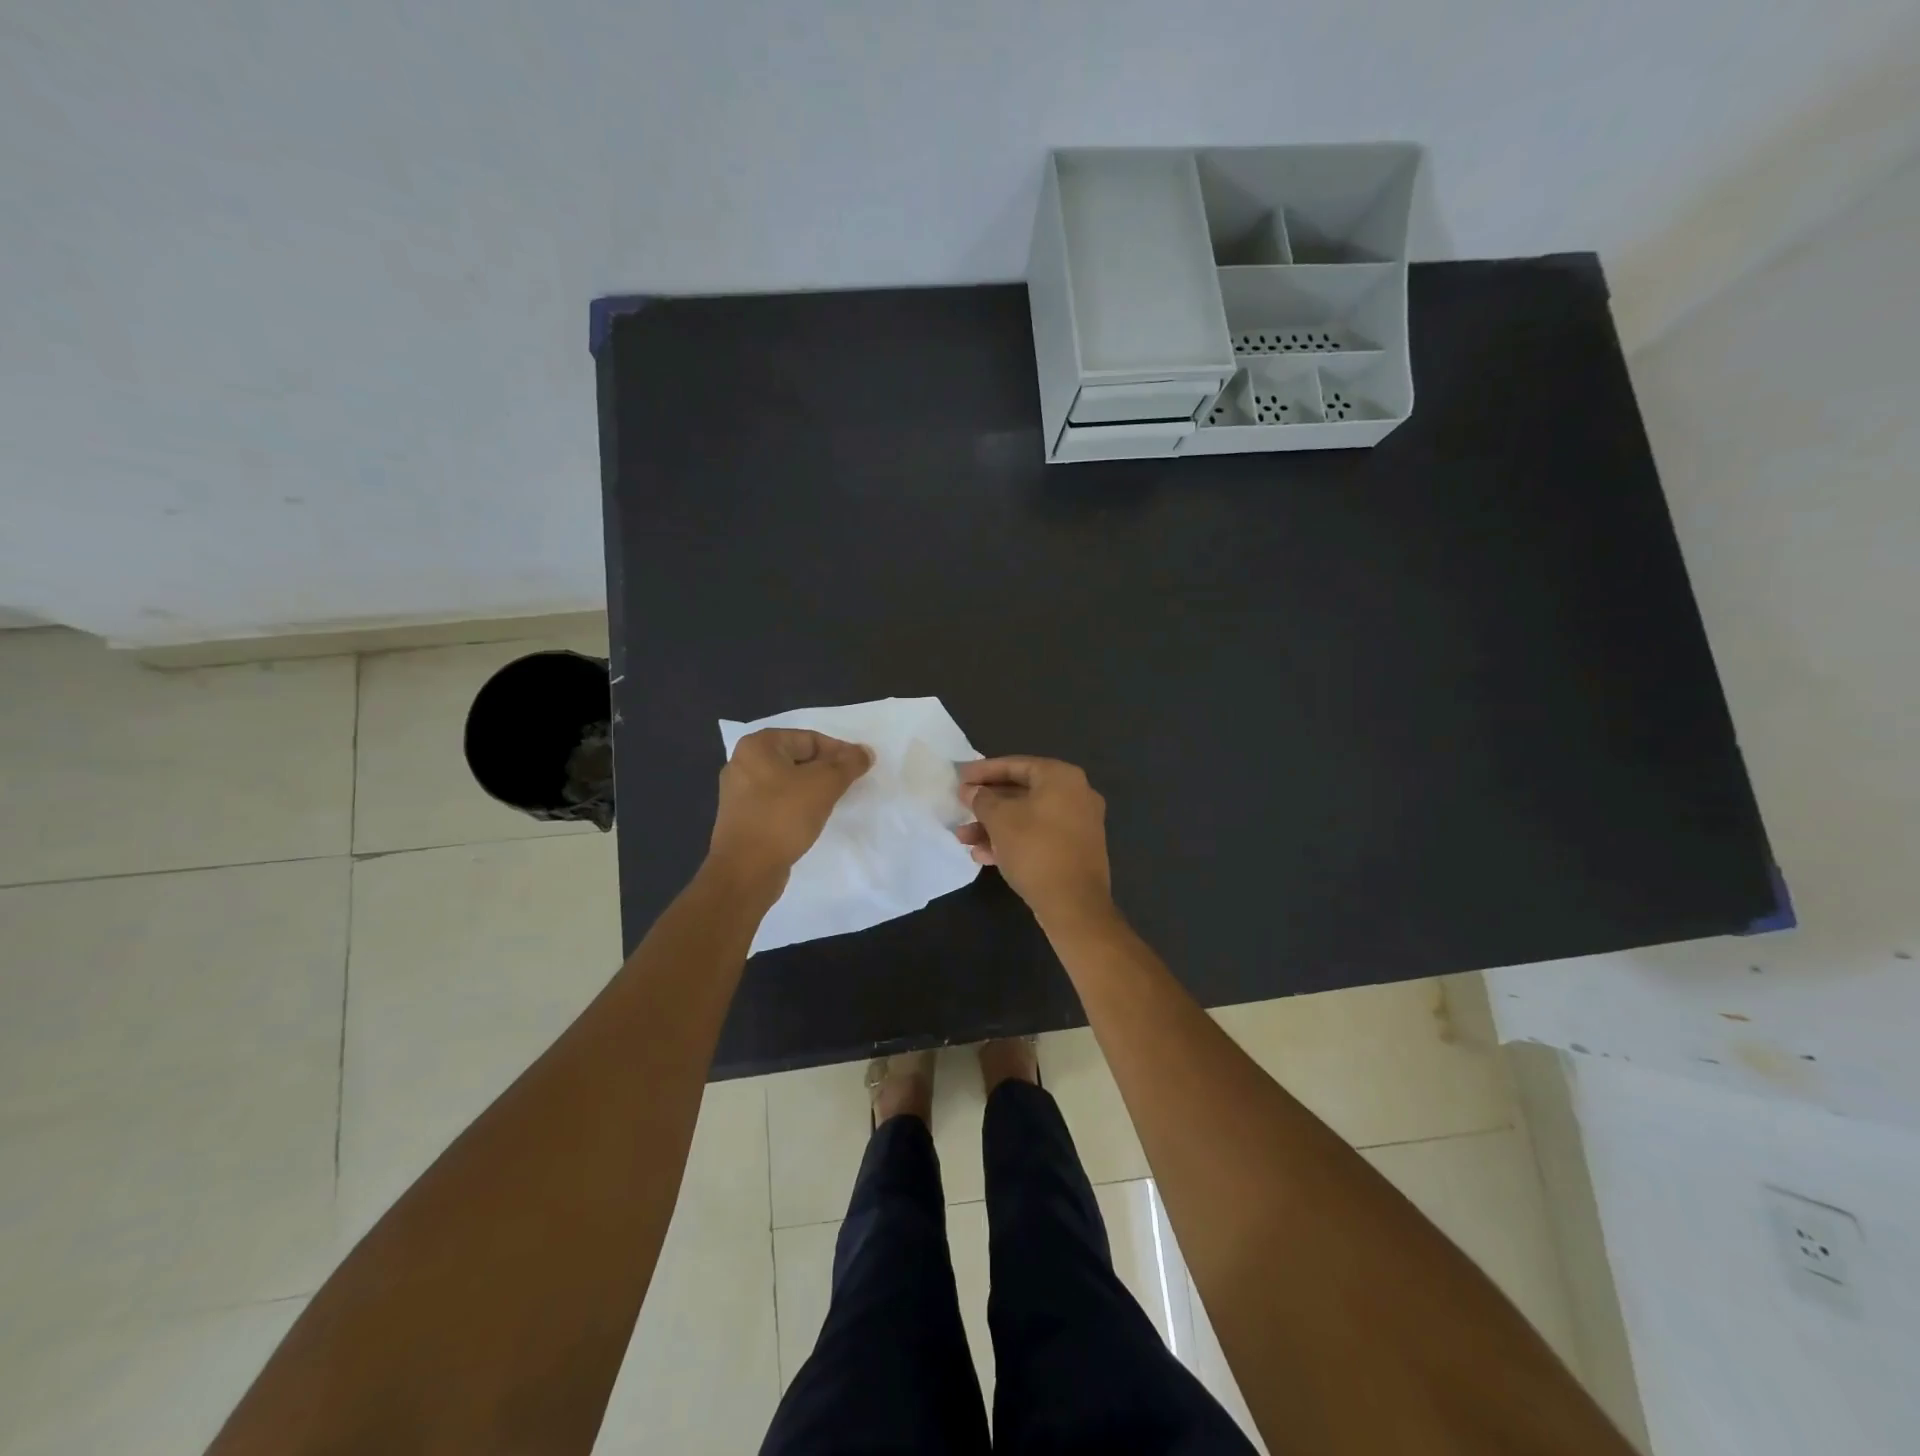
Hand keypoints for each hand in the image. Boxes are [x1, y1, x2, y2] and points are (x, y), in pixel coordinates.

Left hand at [709, 729, 872, 886]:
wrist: (746, 870)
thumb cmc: (784, 816)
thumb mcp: (824, 784)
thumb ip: (848, 764)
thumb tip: (865, 752)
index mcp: (758, 745)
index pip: (810, 738)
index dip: (839, 752)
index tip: (860, 769)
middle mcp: (743, 762)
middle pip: (798, 758)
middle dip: (826, 770)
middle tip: (849, 785)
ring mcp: (739, 792)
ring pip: (788, 781)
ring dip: (812, 789)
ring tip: (833, 802)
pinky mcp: (742, 817)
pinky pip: (777, 801)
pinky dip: (796, 805)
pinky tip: (811, 819)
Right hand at [956, 756, 1112, 928]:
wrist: (1074, 904)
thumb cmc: (1035, 849)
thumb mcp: (1000, 820)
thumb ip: (981, 799)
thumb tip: (971, 790)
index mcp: (1061, 777)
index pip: (1015, 765)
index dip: (983, 771)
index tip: (959, 778)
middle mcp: (1076, 794)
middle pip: (1021, 792)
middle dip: (986, 804)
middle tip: (961, 808)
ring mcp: (1079, 823)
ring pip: (1027, 817)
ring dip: (994, 827)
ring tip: (964, 840)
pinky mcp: (1076, 849)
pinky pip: (1038, 836)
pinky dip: (1013, 841)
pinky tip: (984, 856)